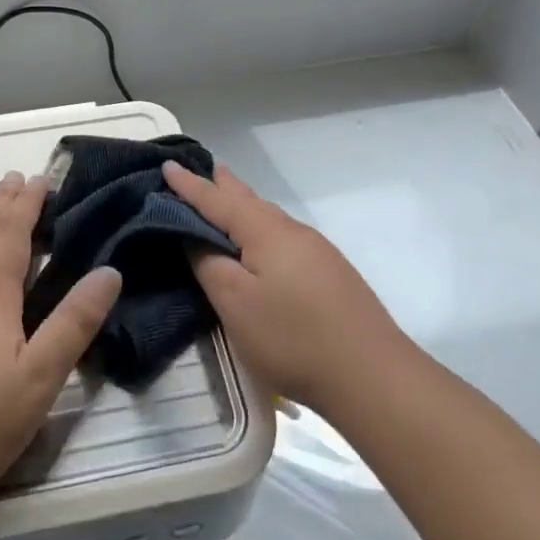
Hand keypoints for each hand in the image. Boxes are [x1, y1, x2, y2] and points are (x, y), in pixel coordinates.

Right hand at [163, 160, 409, 414]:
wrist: (371, 374)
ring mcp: (316, 251)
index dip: (189, 185)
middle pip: (249, 200)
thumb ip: (209, 263)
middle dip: (222, 186)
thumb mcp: (235, 303)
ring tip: (226, 197)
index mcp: (265, 231)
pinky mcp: (330, 272)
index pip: (217, 200)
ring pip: (269, 217)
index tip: (167, 165)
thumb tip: (194, 234)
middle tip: (201, 171)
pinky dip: (260, 226)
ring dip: (243, 205)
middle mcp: (292, 231)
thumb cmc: (292, 337)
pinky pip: (283, 235)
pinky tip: (261, 241)